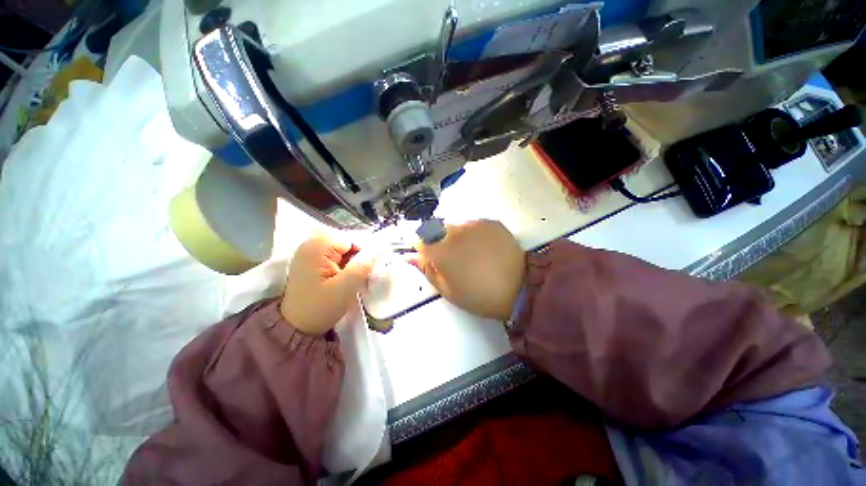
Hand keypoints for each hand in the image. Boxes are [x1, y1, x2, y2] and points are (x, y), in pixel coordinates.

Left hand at [281, 233, 376, 334]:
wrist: (298, 327)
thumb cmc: (320, 308)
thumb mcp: (346, 288)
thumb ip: (363, 266)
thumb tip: (378, 251)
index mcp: (317, 246)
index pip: (351, 238)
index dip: (365, 251)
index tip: (370, 268)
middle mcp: (312, 244)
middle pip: (347, 242)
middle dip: (359, 256)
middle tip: (364, 274)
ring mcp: (311, 252)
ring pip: (344, 249)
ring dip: (353, 261)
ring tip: (355, 277)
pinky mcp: (314, 261)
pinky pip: (337, 256)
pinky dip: (346, 264)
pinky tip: (347, 277)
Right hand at [413, 220, 525, 320]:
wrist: (520, 289)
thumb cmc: (478, 295)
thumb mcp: (447, 290)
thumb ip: (426, 269)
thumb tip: (410, 257)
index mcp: (440, 250)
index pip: (418, 239)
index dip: (421, 248)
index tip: (428, 257)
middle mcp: (454, 231)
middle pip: (435, 229)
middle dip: (437, 241)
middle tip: (452, 259)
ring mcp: (473, 224)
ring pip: (454, 226)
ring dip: (455, 236)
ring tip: (470, 253)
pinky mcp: (490, 222)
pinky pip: (472, 225)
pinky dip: (472, 234)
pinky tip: (483, 248)